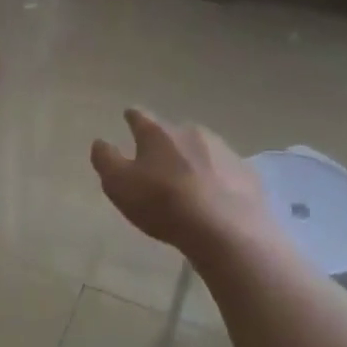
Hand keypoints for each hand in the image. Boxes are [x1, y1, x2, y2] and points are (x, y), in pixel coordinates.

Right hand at [91, 108, 274, 259]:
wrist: (227, 230)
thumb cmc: (164, 204)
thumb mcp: (119, 185)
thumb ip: (105, 160)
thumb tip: (100, 142)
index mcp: (158, 132)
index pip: (140, 116)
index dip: (132, 117)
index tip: (128, 116)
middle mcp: (191, 132)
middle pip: (173, 132)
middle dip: (165, 143)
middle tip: (157, 162)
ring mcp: (223, 150)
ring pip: (202, 149)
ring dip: (193, 160)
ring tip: (188, 182)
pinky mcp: (246, 173)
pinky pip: (225, 171)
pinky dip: (217, 179)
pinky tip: (215, 198)